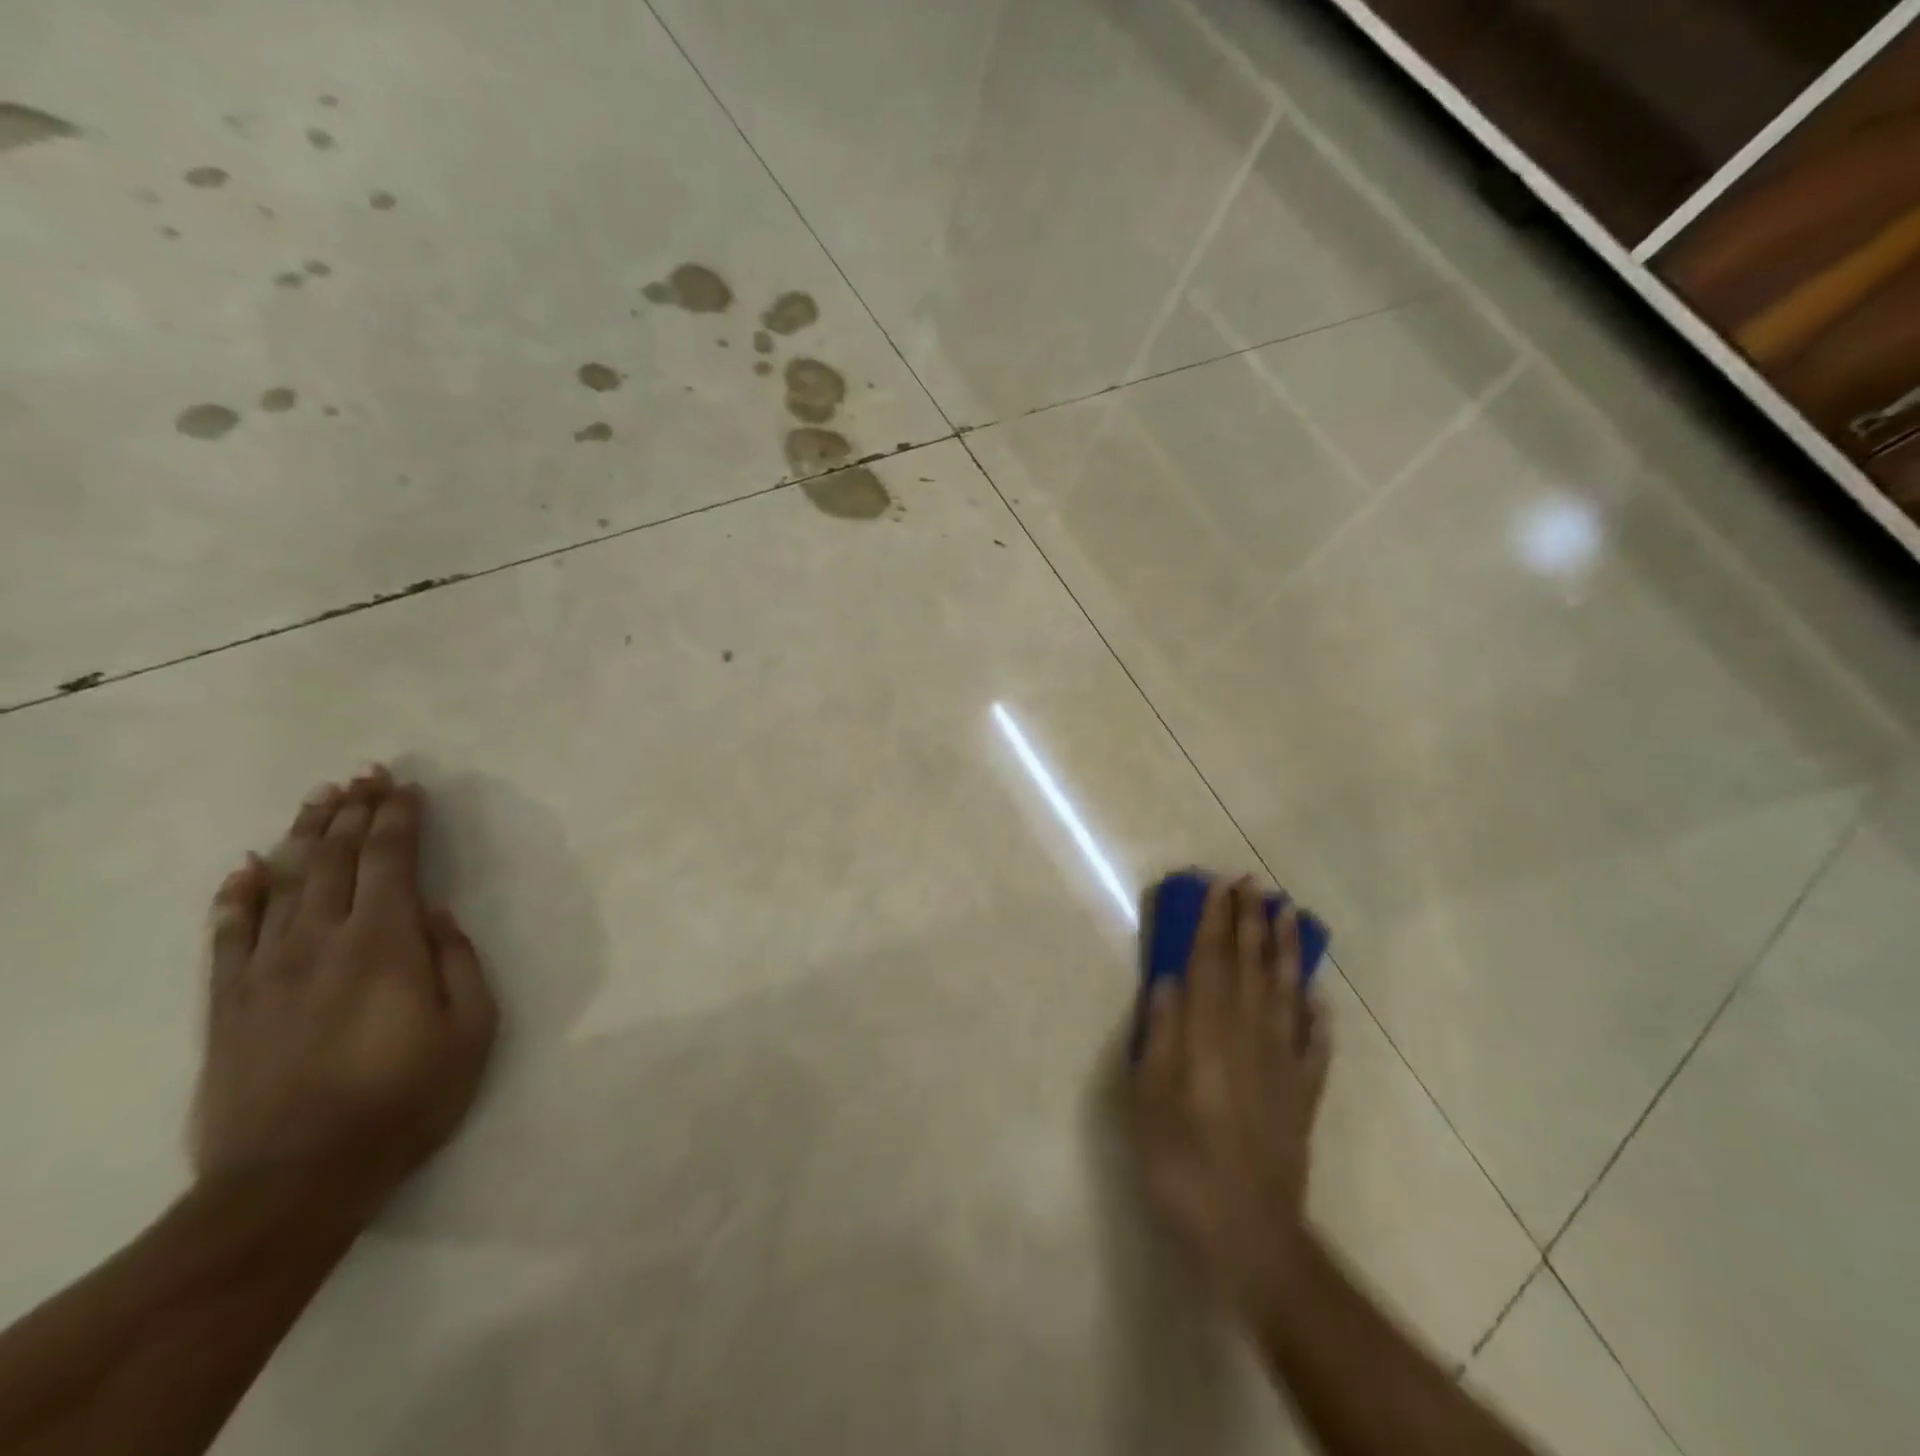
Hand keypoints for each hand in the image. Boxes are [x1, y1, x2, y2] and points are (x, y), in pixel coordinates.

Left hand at [191, 768, 499, 1221]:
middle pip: (333, 859)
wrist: (295, 1178)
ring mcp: (266, 971)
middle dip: (351, 812)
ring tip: (318, 800)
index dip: (398, 818)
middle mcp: (321, 941)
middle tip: (362, 776)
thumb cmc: (405, 1098)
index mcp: (386, 943)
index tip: (405, 786)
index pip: (390, 861)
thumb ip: (459, 962)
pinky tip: (244, 869)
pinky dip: (236, 896)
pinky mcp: (228, 1004)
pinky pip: (228, 935)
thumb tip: (438, 915)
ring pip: (282, 884)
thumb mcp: (472, 1029)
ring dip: (302, 837)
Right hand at [1127, 876, 1330, 1308]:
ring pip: (1286, 995)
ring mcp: (1283, 1065)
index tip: (1218, 886)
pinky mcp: (1303, 1095)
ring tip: (1287, 916)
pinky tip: (1319, 998)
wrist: (1248, 1232)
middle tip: (1253, 884)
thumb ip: (1160, 1035)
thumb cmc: (1181, 1161)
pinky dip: (1317, 1017)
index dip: (1214, 922)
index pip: (1211, 963)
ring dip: (1285, 952)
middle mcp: (1249, 1037)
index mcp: (1208, 1035)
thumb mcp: (1148, 1098)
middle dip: (1250, 922)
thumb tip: (1169, 982)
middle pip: (1251, 968)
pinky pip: (1314, 1045)